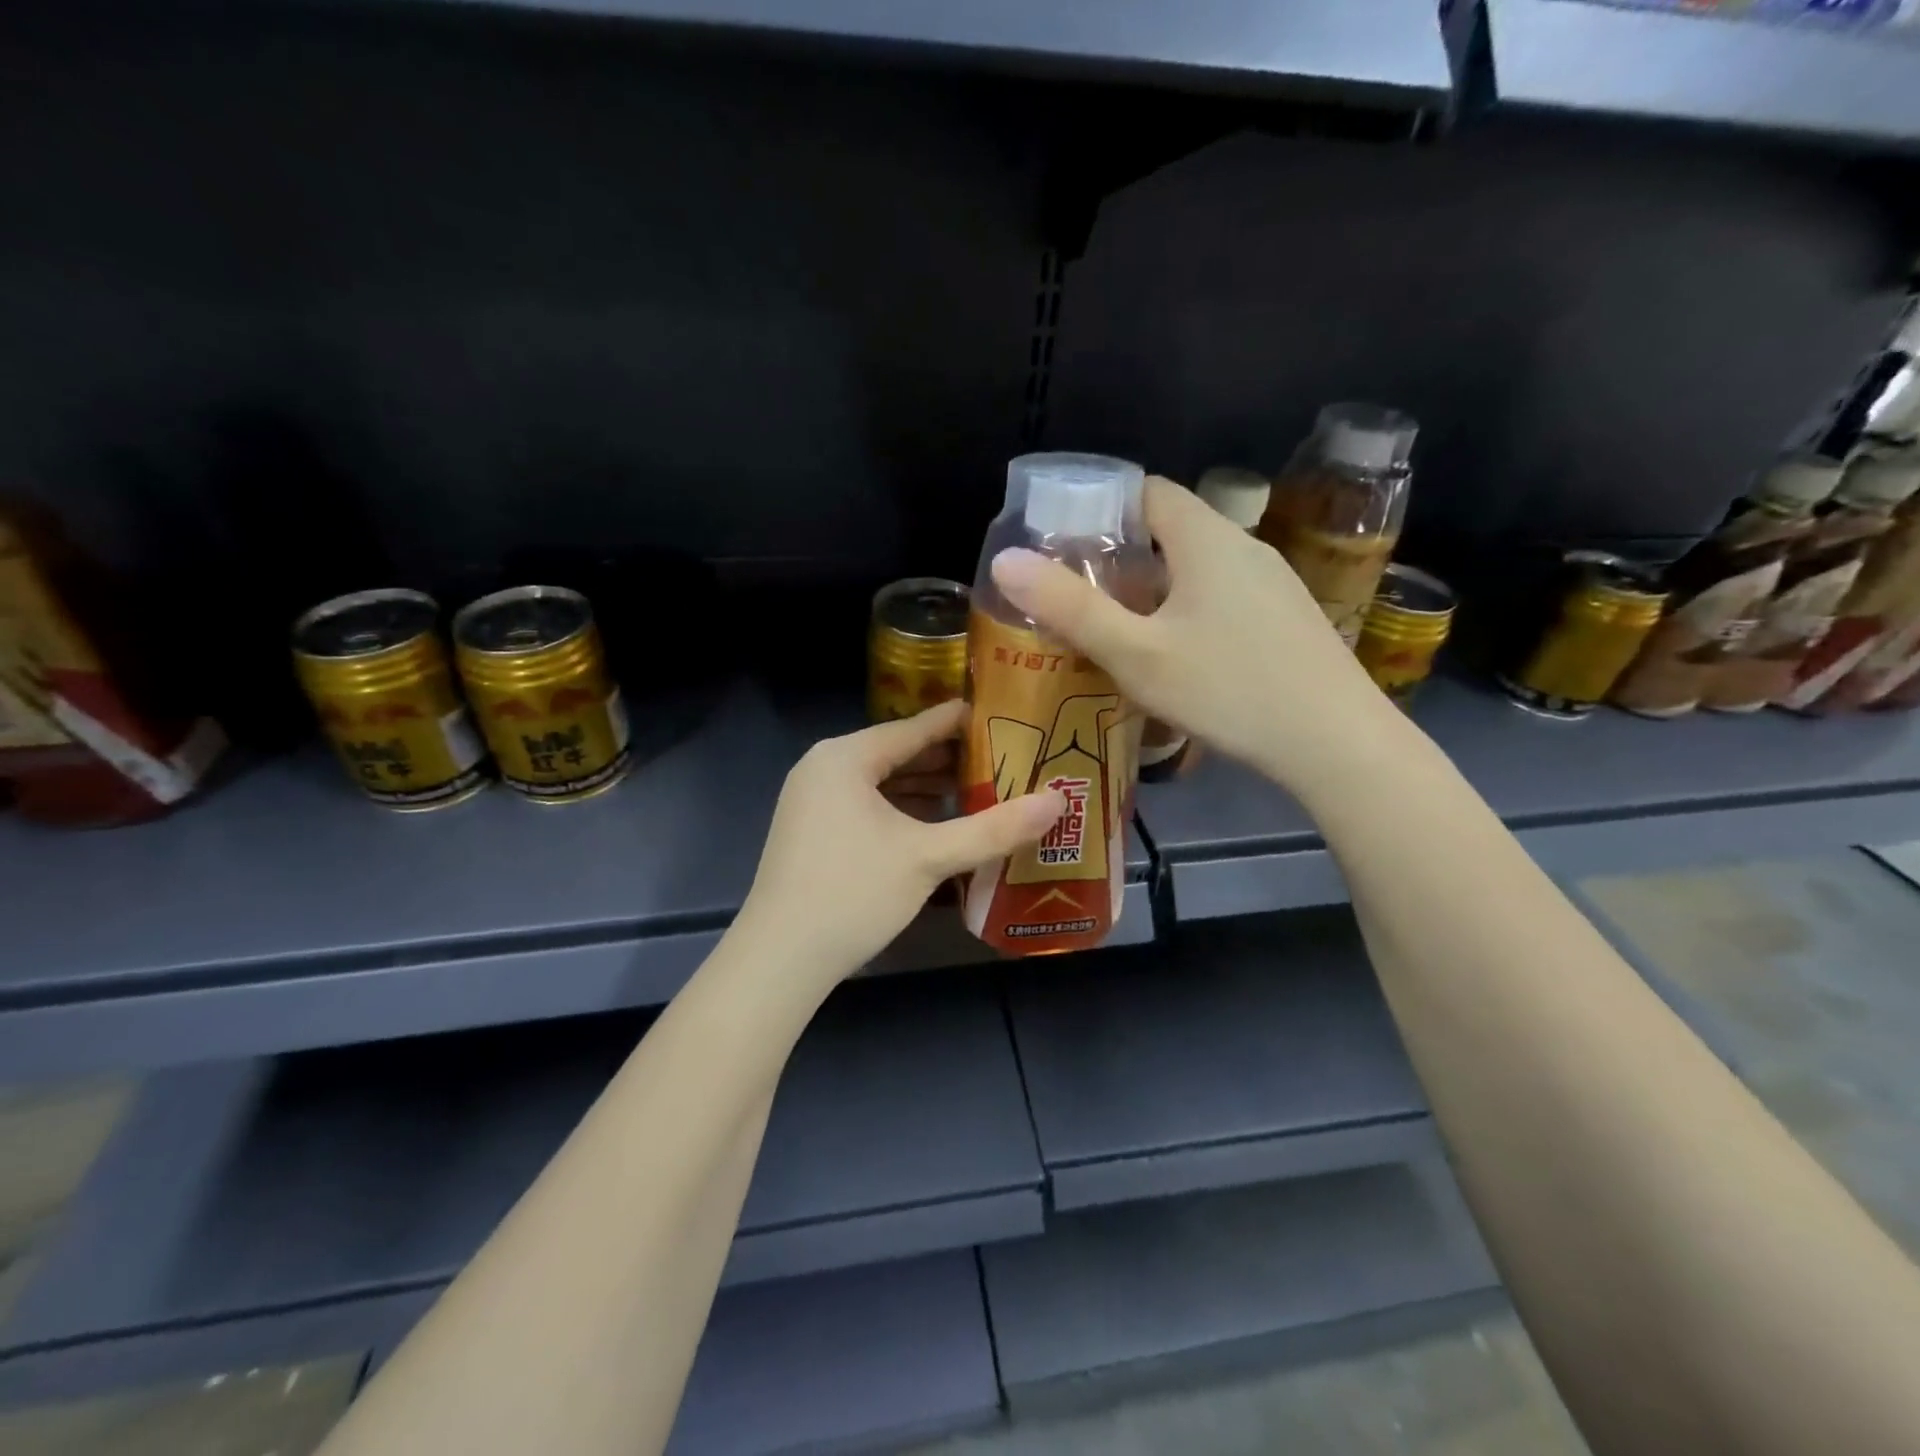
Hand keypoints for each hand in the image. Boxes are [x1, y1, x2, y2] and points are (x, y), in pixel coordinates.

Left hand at [732, 701, 1065, 985]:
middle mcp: (824, 768)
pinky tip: (936, 825)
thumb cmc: (853, 892)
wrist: (779, 959)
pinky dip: (901, 811)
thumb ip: (994, 828)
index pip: (914, 728)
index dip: (960, 723)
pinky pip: (866, 806)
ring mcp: (812, 801)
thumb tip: (1059, 801)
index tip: (1002, 716)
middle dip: (948, 761)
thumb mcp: (929, 857)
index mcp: (845, 757)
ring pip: (881, 783)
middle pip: (898, 754)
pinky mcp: (811, 832)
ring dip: (927, 789)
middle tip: (1003, 760)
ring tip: (979, 791)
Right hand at [989, 476, 1403, 794]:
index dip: (1101, 509)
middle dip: (1120, 556)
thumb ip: (1070, 608)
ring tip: (1114, 629)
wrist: (1336, 743)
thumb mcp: (1136, 654)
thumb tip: (1005, 561)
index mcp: (1206, 539)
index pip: (1147, 491)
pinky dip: (1186, 612)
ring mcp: (1272, 585)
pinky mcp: (1286, 620)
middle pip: (1171, 530)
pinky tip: (1174, 659)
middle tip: (1076, 595)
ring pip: (1197, 569)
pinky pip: (1222, 598)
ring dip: (1153, 589)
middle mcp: (1244, 548)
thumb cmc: (1229, 689)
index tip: (1062, 545)